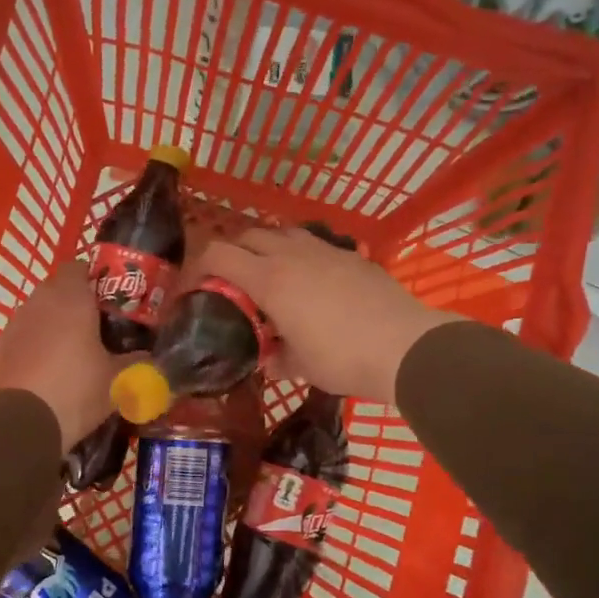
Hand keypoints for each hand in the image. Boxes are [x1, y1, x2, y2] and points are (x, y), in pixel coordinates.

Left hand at [0, 262, 119, 448]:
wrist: (22, 423)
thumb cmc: (77, 390)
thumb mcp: (119, 379)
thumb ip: (137, 362)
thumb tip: (150, 357)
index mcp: (71, 298)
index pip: (80, 267)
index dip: (95, 278)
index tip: (111, 298)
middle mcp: (40, 302)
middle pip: (59, 289)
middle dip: (76, 302)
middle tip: (99, 326)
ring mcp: (15, 324)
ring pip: (40, 312)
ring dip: (55, 324)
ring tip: (75, 351)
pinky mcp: (0, 349)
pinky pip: (25, 336)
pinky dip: (37, 345)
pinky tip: (51, 370)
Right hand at [200, 227, 461, 404]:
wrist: (404, 347)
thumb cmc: (343, 358)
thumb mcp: (300, 365)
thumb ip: (275, 357)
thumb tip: (267, 358)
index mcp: (270, 279)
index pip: (218, 254)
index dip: (198, 266)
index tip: (194, 286)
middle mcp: (293, 254)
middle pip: (248, 235)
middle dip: (231, 253)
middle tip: (231, 281)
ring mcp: (326, 250)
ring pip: (283, 232)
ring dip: (267, 247)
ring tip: (270, 275)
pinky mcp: (352, 255)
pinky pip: (315, 244)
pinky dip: (301, 254)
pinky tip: (312, 281)